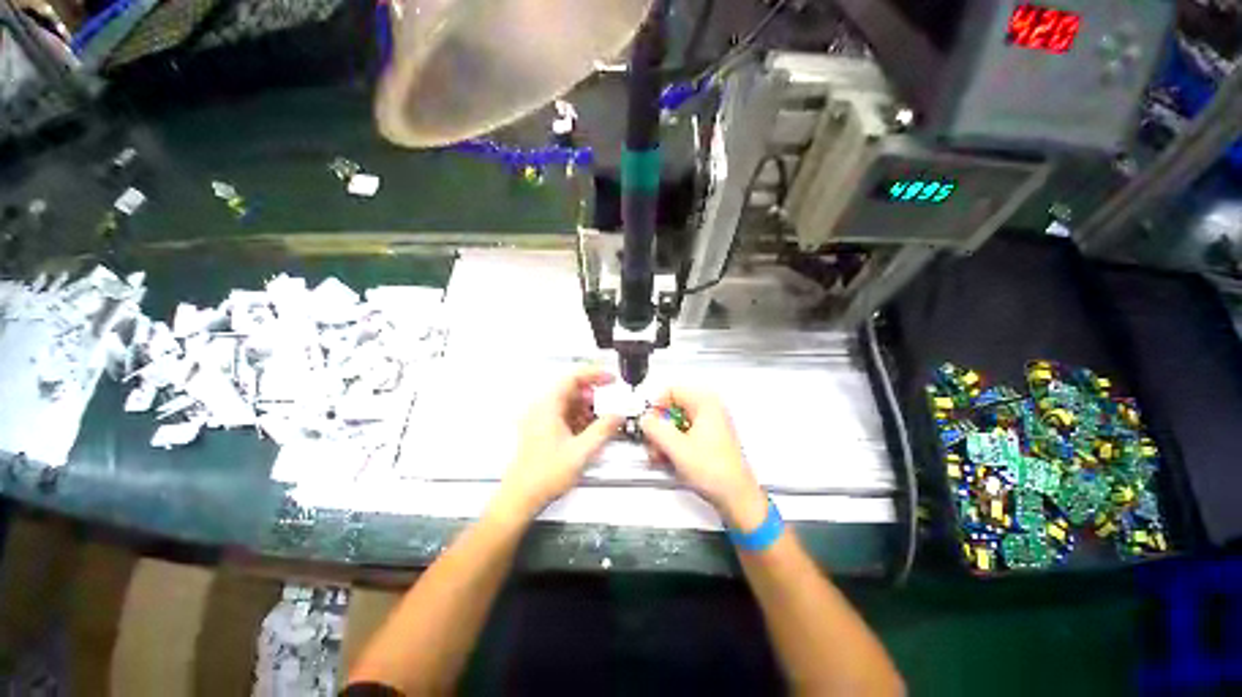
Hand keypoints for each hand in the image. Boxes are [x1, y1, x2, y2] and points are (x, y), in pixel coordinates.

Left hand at [496, 367, 622, 517]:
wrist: (522, 497)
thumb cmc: (544, 474)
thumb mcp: (581, 451)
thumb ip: (603, 430)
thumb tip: (617, 416)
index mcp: (548, 406)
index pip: (572, 377)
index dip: (594, 374)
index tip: (610, 378)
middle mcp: (542, 408)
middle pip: (571, 390)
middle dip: (593, 396)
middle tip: (608, 404)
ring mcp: (540, 419)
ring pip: (568, 403)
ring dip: (587, 408)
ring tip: (601, 420)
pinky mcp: (542, 430)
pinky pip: (564, 415)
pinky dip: (579, 418)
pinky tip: (589, 431)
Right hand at [640, 388, 768, 530]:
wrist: (735, 496)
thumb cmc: (716, 471)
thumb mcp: (677, 447)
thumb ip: (655, 429)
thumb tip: (645, 419)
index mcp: (706, 403)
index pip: (671, 391)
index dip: (656, 407)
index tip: (649, 423)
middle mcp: (709, 410)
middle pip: (672, 409)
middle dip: (659, 428)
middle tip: (654, 444)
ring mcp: (709, 425)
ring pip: (676, 423)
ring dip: (663, 439)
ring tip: (661, 456)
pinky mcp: (708, 439)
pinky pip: (683, 434)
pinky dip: (673, 445)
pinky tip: (670, 459)